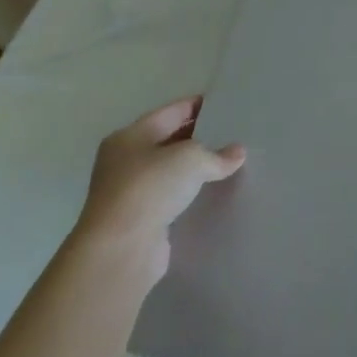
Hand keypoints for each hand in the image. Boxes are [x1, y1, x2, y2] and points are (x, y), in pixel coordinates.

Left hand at [74, 96, 244, 287]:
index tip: (228, 106)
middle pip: (169, 140)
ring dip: (194, 169)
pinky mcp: (138, 220)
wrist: (120, 250)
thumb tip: (237, 153)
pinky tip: (212, 193)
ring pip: (170, 171)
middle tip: (233, 134)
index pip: (172, 111)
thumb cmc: (150, 188)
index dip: (200, 106)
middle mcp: (124, 160)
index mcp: (130, 136)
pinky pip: (170, 197)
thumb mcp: (191, 159)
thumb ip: (217, 154)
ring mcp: (129, 192)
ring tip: (228, 163)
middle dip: (199, 137)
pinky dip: (188, 193)